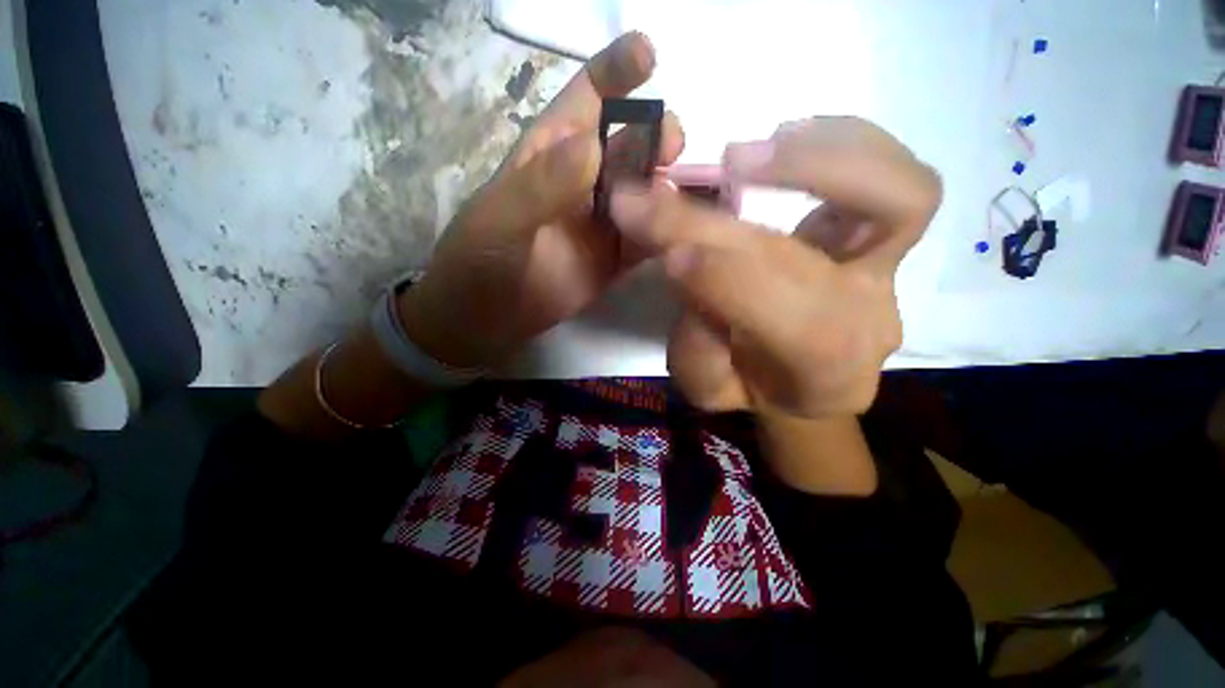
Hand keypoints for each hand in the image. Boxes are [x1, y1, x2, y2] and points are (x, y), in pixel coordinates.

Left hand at [400, 33, 683, 368]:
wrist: (486, 320)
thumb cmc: (479, 260)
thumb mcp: (500, 219)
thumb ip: (542, 185)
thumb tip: (591, 145)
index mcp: (551, 153)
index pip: (587, 98)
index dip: (616, 72)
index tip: (647, 53)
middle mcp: (584, 181)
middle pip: (630, 145)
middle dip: (655, 135)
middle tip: (671, 144)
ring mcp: (604, 222)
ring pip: (646, 193)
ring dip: (666, 189)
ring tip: (678, 198)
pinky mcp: (615, 259)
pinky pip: (646, 240)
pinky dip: (664, 235)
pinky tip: (679, 236)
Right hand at [611, 117, 940, 418]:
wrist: (810, 382)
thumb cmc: (756, 388)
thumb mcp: (710, 390)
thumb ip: (697, 346)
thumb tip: (683, 267)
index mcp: (824, 373)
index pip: (786, 317)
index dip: (722, 280)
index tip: (667, 254)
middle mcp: (869, 317)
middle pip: (801, 258)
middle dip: (716, 227)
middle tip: (653, 198)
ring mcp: (890, 269)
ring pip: (899, 197)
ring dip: (812, 163)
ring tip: (738, 158)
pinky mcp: (889, 234)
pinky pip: (897, 176)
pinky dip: (843, 142)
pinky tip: (783, 138)